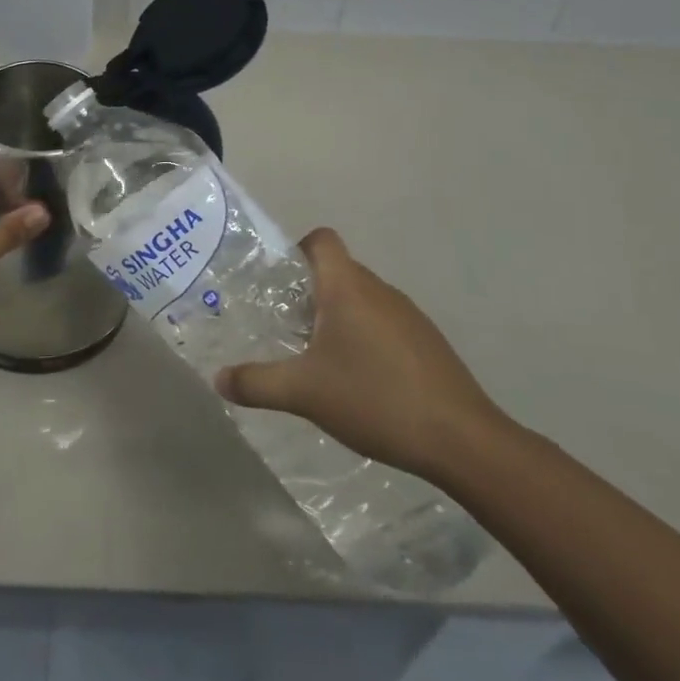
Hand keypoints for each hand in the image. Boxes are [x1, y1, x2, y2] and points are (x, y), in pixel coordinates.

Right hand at [214, 228, 506, 480]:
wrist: (462, 440)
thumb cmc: (375, 399)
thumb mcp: (303, 393)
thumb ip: (256, 383)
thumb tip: (218, 379)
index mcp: (348, 288)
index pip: (322, 240)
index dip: (296, 250)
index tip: (277, 282)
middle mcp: (380, 291)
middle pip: (337, 271)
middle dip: (308, 293)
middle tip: (284, 327)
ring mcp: (409, 316)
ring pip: (361, 300)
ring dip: (337, 318)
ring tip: (317, 357)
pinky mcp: (427, 343)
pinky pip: (384, 323)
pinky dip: (364, 338)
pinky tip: (358, 380)